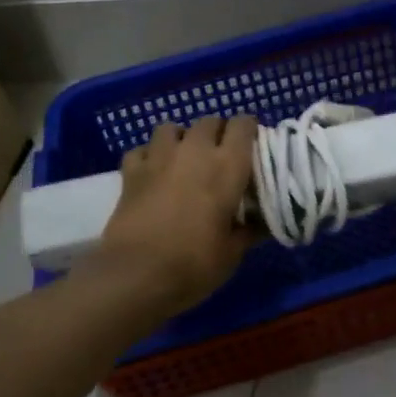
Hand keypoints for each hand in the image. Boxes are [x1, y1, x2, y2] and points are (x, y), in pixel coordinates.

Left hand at [100, 115, 258, 311]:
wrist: (136, 275)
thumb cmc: (194, 264)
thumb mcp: (232, 253)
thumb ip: (249, 231)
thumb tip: (263, 224)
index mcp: (227, 166)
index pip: (244, 125)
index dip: (249, 130)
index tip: (252, 147)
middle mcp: (195, 151)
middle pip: (209, 121)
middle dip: (217, 133)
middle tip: (220, 157)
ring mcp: (159, 157)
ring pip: (172, 128)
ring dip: (181, 138)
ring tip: (184, 159)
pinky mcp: (131, 171)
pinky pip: (141, 150)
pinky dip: (148, 156)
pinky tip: (152, 173)